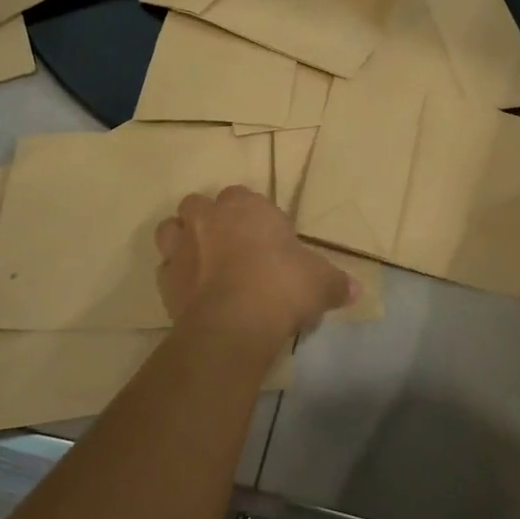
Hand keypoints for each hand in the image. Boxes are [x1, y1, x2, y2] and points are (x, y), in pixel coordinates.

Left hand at [155, 185, 357, 345]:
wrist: (236, 322)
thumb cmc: (283, 286)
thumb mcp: (322, 283)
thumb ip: (336, 283)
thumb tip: (355, 291)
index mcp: (246, 206)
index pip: (241, 195)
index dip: (250, 214)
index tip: (264, 237)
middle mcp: (209, 218)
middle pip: (198, 205)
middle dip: (208, 219)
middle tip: (229, 245)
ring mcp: (182, 247)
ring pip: (170, 230)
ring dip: (182, 241)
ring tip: (201, 262)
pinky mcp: (164, 281)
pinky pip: (164, 270)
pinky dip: (175, 277)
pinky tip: (191, 293)